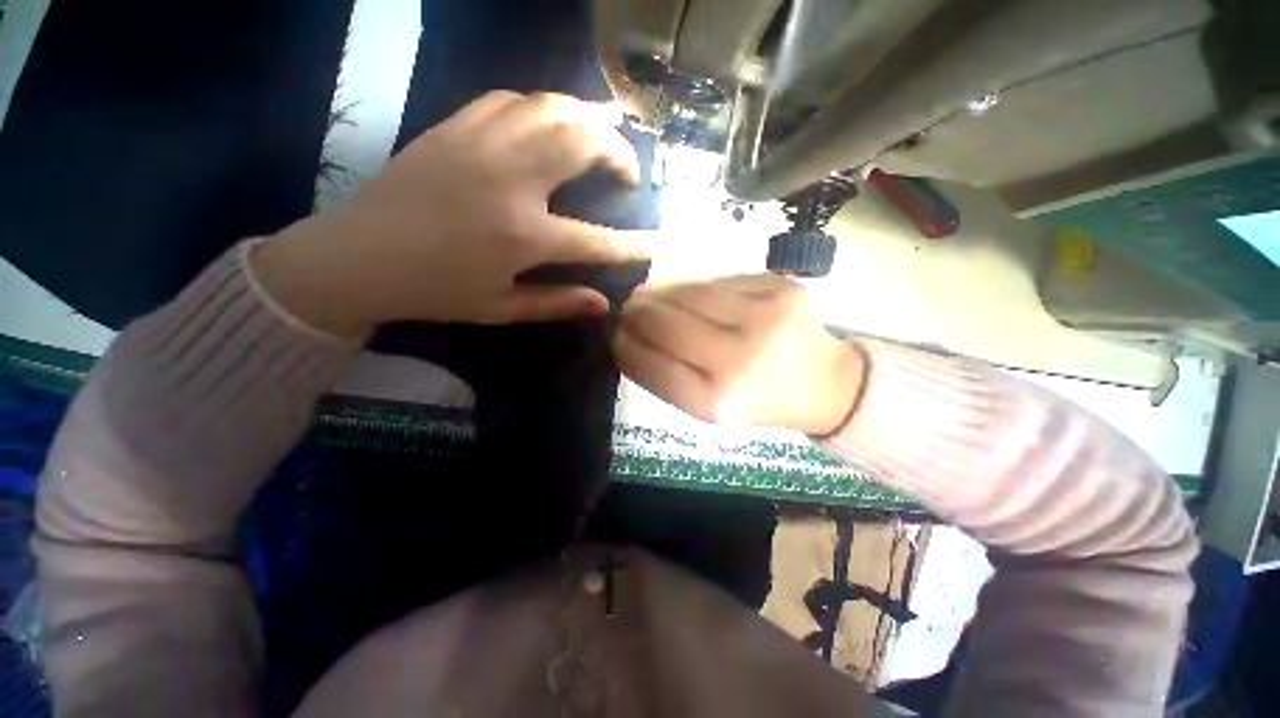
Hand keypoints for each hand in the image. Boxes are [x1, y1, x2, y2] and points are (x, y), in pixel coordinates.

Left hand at [253, 91, 649, 336]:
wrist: (355, 257)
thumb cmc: (434, 291)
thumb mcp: (500, 309)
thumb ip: (557, 303)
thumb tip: (604, 304)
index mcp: (522, 236)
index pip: (596, 241)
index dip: (631, 245)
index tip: (653, 243)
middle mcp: (509, 181)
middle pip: (582, 144)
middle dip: (618, 154)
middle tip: (628, 172)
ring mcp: (480, 145)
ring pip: (550, 107)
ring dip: (587, 118)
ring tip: (602, 136)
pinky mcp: (454, 128)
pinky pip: (510, 100)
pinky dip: (541, 108)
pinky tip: (548, 124)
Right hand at [613, 275, 865, 434]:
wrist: (825, 385)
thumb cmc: (758, 401)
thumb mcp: (708, 407)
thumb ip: (667, 375)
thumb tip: (629, 333)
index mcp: (715, 403)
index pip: (650, 365)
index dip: (624, 345)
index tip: (613, 333)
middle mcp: (738, 361)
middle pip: (666, 324)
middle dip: (636, 313)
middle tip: (627, 308)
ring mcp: (764, 319)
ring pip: (690, 294)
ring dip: (663, 295)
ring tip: (653, 298)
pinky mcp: (781, 289)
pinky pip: (720, 282)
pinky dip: (699, 290)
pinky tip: (696, 298)